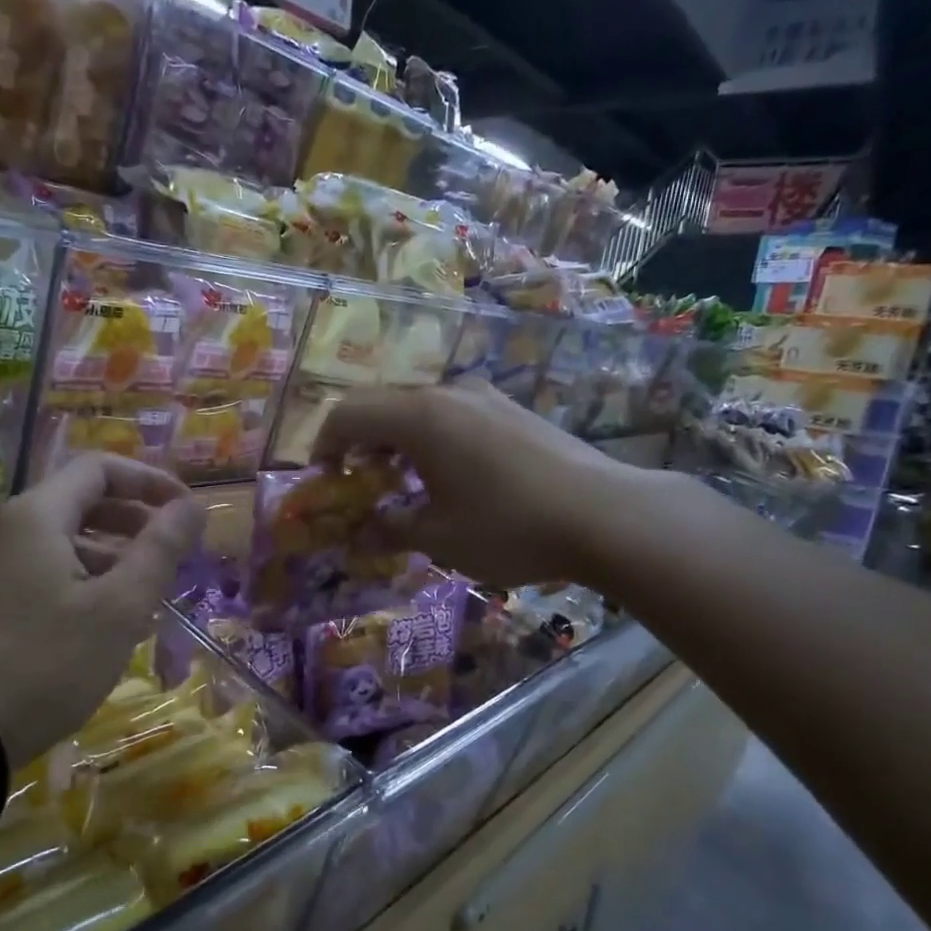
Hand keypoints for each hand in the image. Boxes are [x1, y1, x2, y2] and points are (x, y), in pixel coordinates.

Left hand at [0, 454, 205, 766]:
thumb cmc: (46, 662)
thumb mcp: (118, 607)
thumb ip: (160, 549)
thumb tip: (193, 504)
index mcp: (36, 515)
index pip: (100, 468)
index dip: (150, 481)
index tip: (186, 511)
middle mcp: (6, 528)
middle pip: (80, 502)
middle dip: (133, 521)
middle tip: (172, 555)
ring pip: (61, 541)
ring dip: (110, 556)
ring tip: (147, 596)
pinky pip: (41, 571)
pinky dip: (81, 581)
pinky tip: (104, 623)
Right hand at [317, 379, 658, 588]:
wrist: (606, 515)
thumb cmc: (508, 526)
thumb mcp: (438, 537)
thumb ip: (389, 530)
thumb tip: (358, 535)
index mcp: (418, 416)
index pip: (347, 414)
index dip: (325, 445)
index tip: (326, 481)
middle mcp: (448, 393)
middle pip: (381, 405)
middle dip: (359, 443)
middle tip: (360, 485)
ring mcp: (485, 396)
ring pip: (418, 408)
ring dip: (395, 441)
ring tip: (401, 483)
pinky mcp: (511, 410)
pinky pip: (452, 414)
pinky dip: (430, 439)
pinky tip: (448, 477)